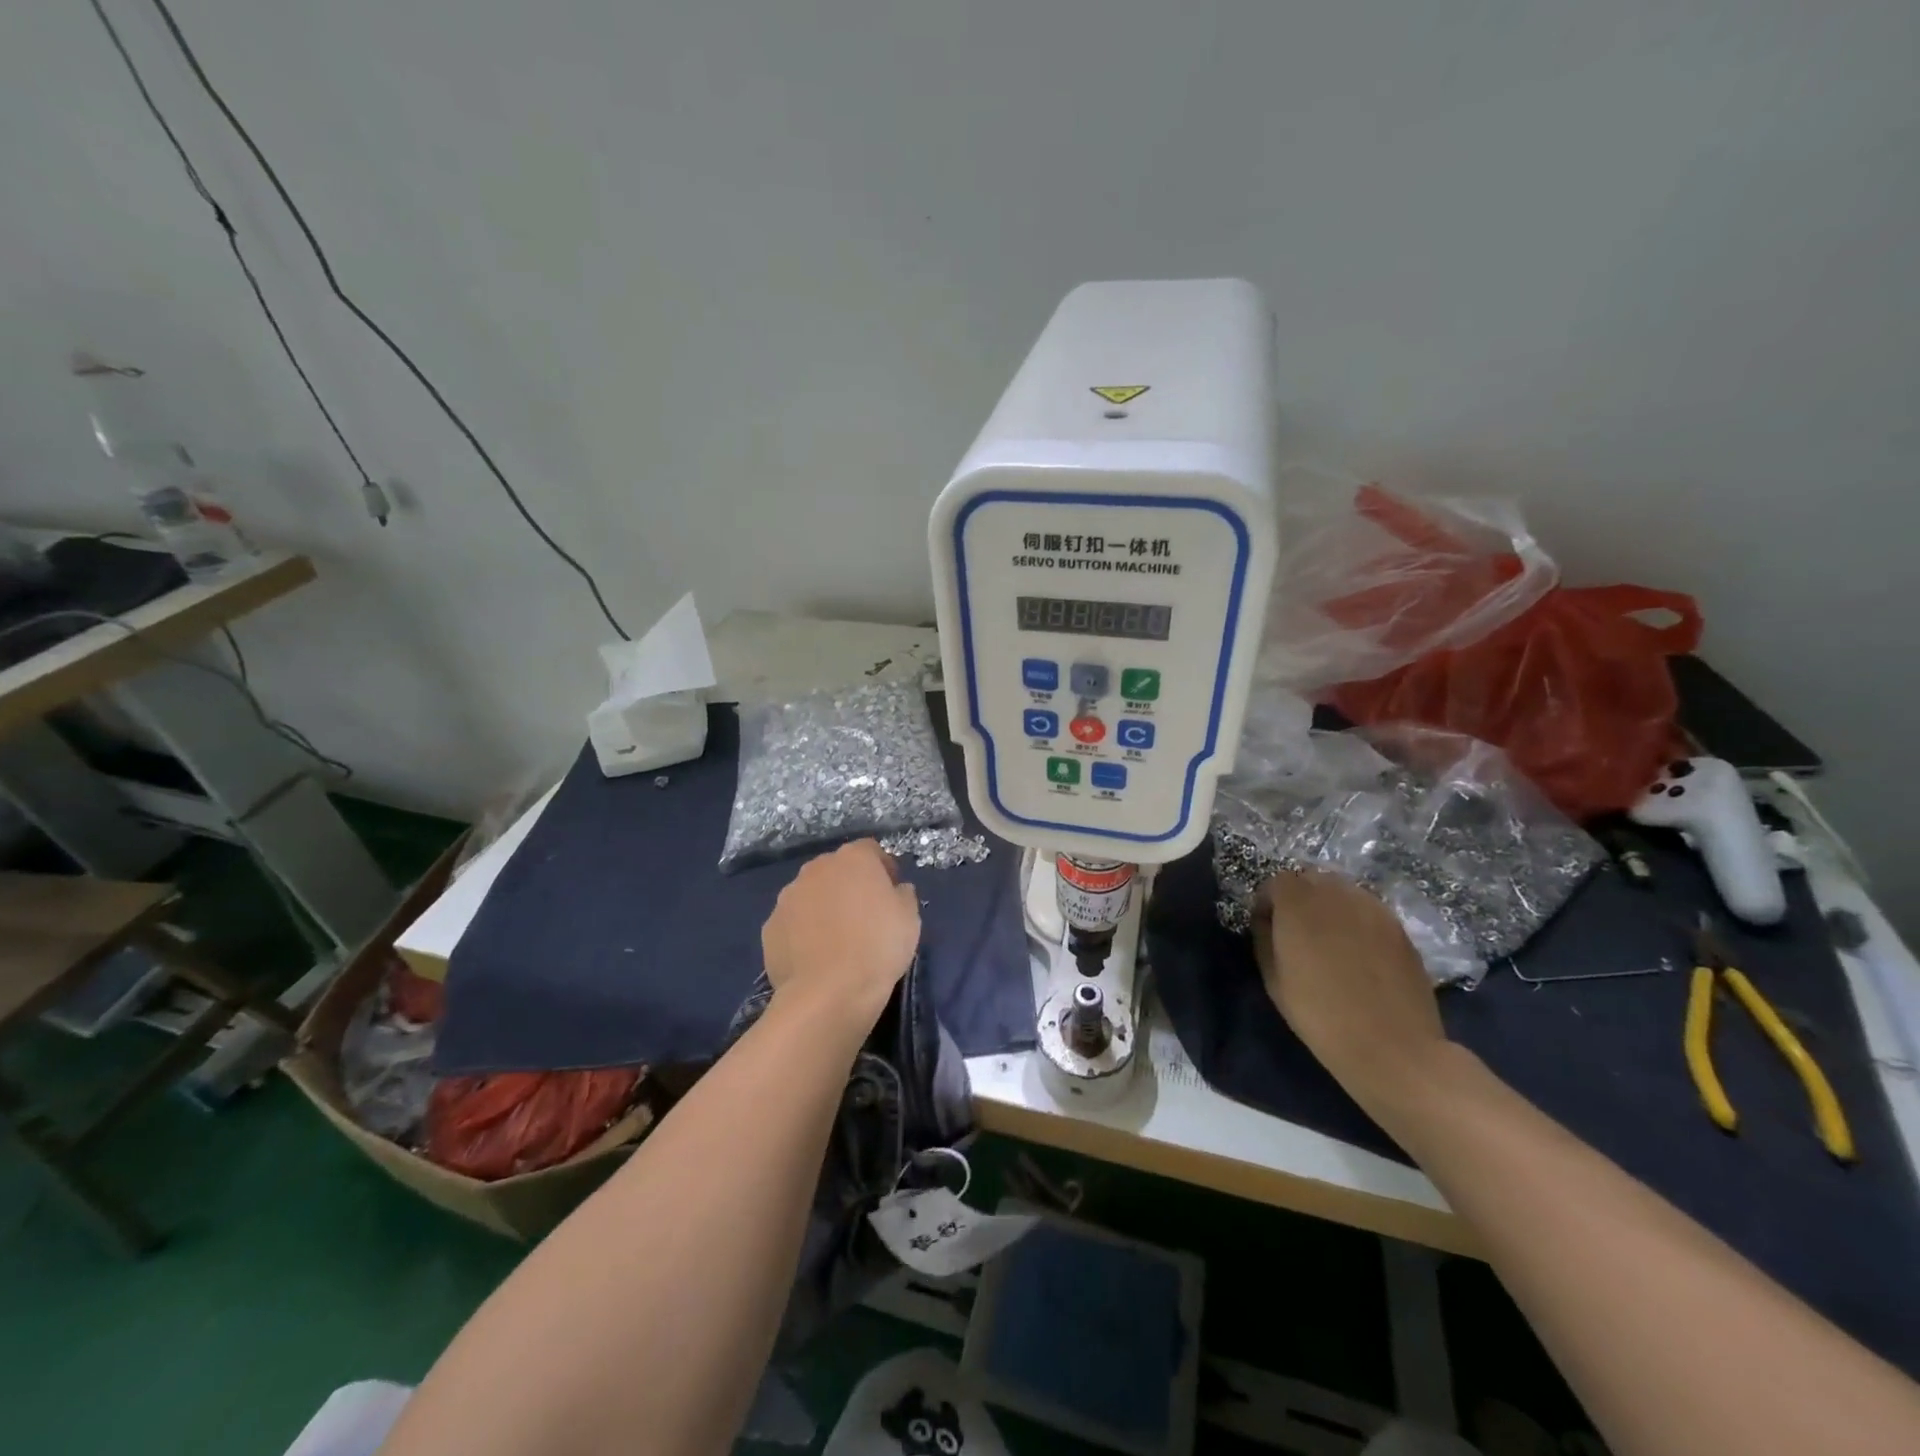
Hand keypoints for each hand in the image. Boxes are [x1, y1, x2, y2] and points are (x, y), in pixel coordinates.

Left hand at [761, 840, 920, 1036]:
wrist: (828, 992)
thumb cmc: (877, 947)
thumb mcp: (910, 918)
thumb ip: (903, 894)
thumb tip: (897, 889)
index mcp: (853, 858)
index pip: (870, 850)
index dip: (883, 868)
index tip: (891, 893)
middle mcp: (816, 868)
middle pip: (837, 869)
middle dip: (850, 885)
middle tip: (864, 917)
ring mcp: (788, 897)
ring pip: (811, 894)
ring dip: (824, 907)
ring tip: (837, 940)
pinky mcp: (770, 926)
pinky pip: (793, 922)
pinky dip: (803, 932)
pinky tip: (815, 957)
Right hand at [1252, 869, 1448, 1112]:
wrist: (1392, 1047)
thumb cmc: (1321, 1015)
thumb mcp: (1273, 979)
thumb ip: (1264, 938)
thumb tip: (1267, 921)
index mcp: (1299, 903)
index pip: (1277, 881)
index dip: (1268, 902)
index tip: (1267, 927)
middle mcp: (1336, 894)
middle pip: (1311, 879)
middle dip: (1299, 898)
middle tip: (1296, 932)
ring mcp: (1373, 907)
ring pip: (1342, 891)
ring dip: (1329, 906)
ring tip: (1329, 941)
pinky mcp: (1399, 926)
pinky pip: (1367, 909)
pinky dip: (1356, 920)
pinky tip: (1357, 952)